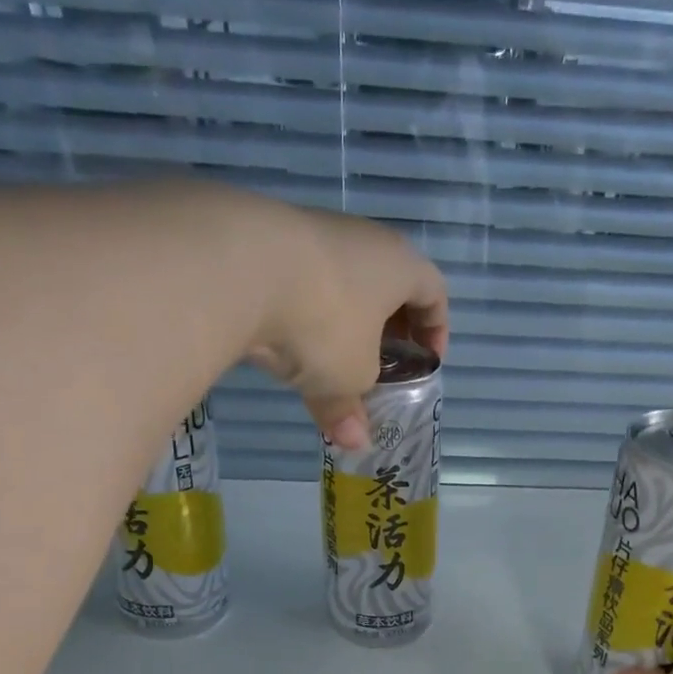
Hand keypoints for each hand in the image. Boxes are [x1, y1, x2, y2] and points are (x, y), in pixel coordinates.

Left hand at [242, 198, 448, 448]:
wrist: (236, 265)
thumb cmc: (324, 321)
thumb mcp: (347, 377)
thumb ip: (352, 409)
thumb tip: (354, 443)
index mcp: (399, 265)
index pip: (434, 291)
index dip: (436, 329)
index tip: (426, 362)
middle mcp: (361, 238)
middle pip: (386, 283)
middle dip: (386, 327)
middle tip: (380, 363)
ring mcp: (311, 231)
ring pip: (340, 281)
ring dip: (341, 320)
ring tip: (327, 358)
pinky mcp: (265, 237)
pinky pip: (299, 279)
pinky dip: (301, 310)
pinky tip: (283, 339)